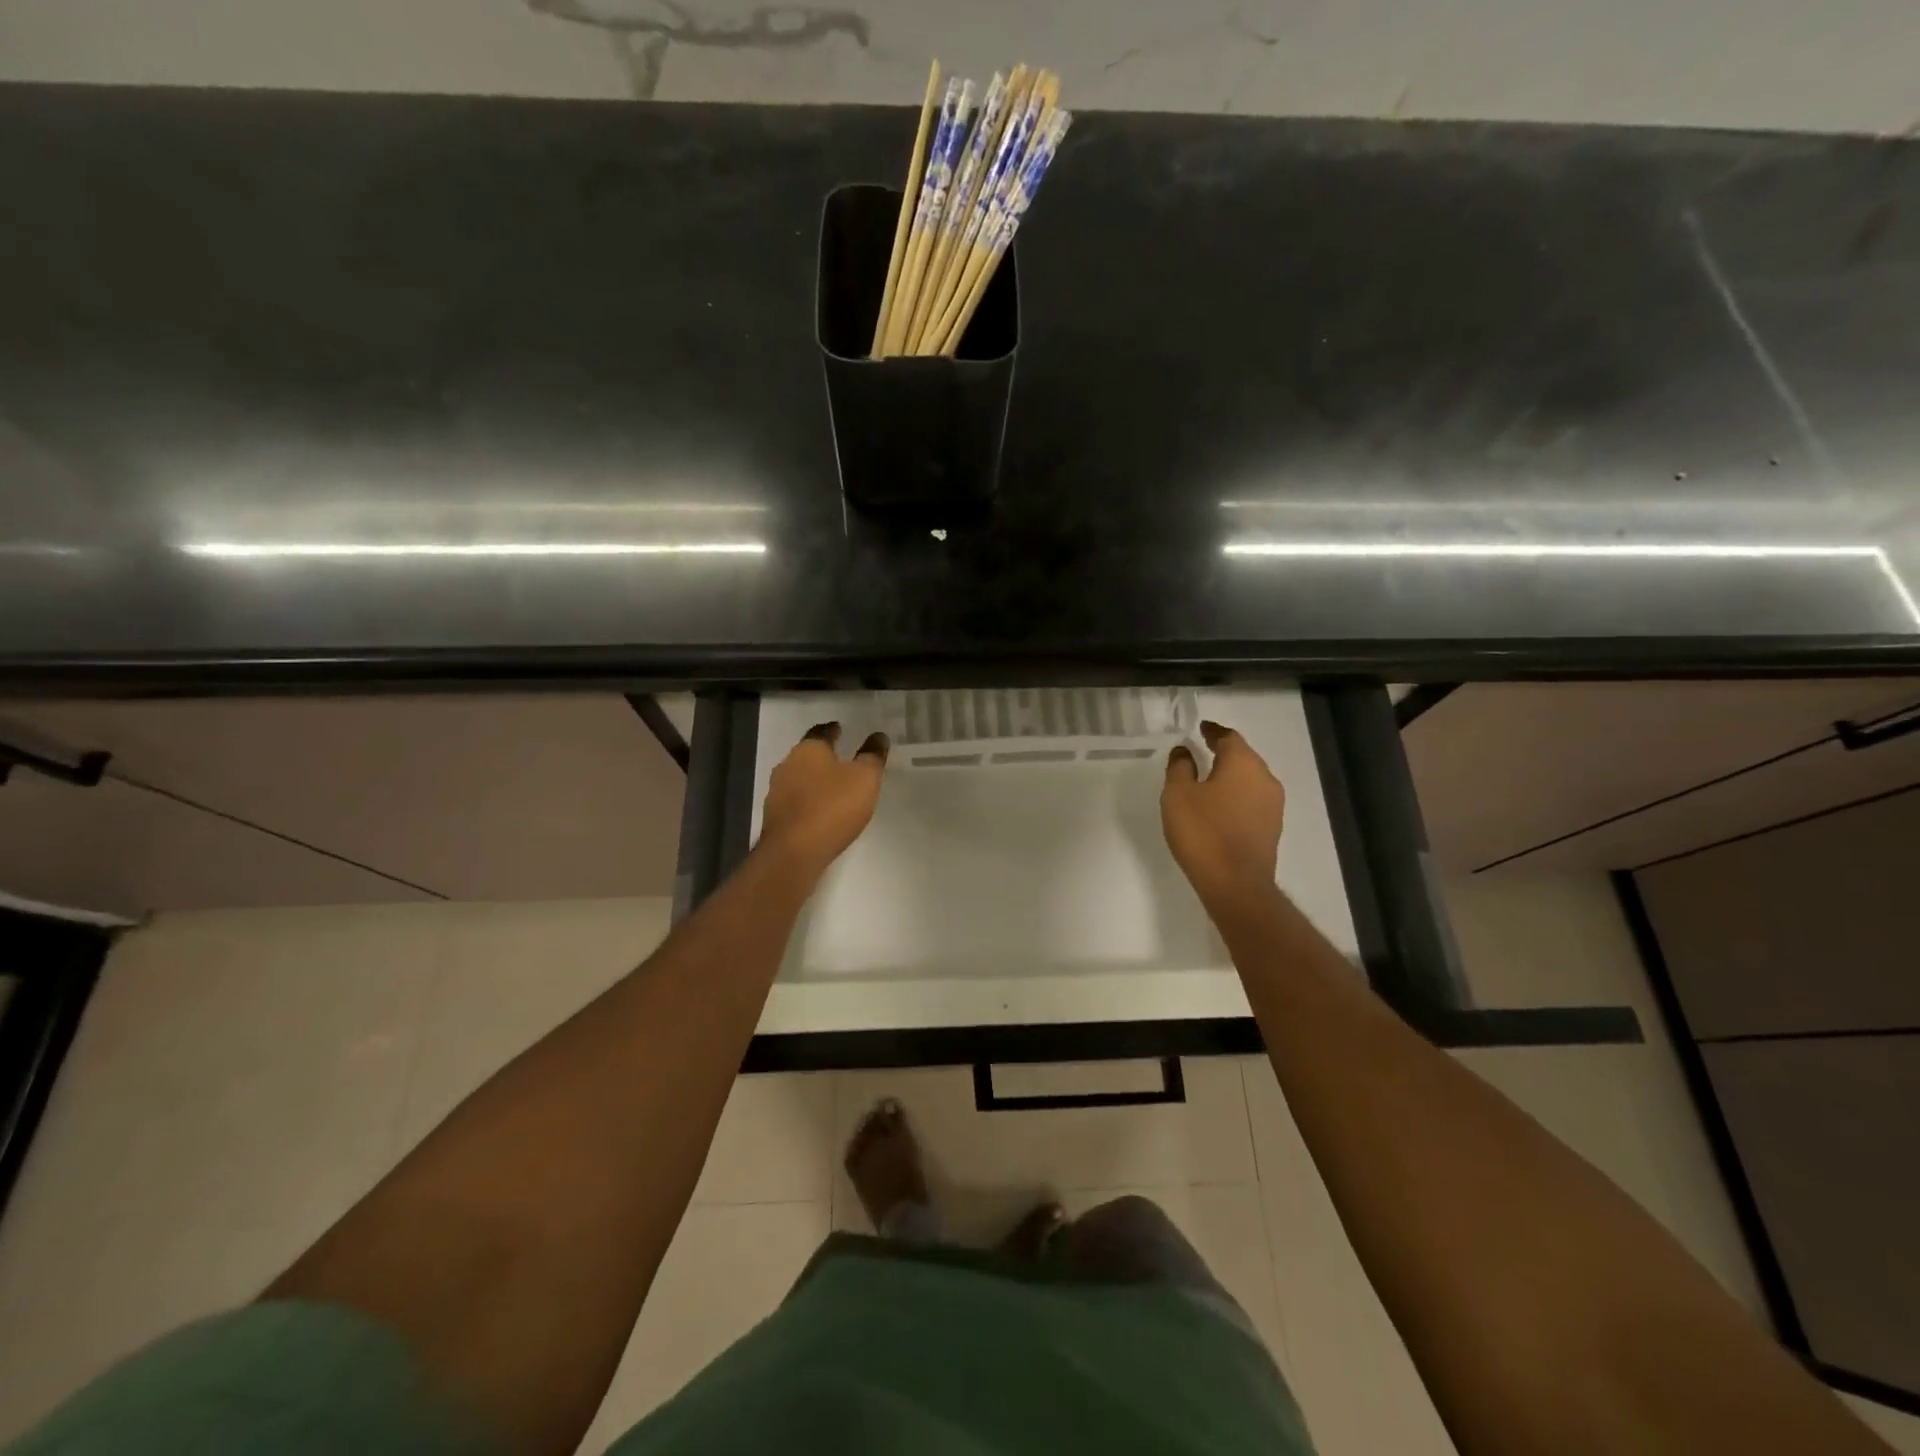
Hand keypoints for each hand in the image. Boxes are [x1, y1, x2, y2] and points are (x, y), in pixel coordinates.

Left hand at [759, 722, 888, 881]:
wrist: (793, 854)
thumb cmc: (832, 808)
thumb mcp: (864, 779)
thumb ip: (872, 756)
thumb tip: (878, 736)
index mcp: (808, 750)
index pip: (821, 732)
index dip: (833, 730)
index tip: (841, 729)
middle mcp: (787, 765)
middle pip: (807, 754)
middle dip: (823, 755)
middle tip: (842, 757)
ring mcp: (777, 792)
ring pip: (799, 778)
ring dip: (815, 779)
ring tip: (834, 785)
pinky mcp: (775, 817)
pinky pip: (796, 801)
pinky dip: (808, 800)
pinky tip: (820, 810)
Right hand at [1161, 721, 1285, 904]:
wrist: (1235, 884)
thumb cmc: (1203, 832)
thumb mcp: (1178, 795)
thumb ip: (1180, 767)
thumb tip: (1185, 750)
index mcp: (1243, 763)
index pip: (1229, 737)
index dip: (1213, 731)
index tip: (1200, 728)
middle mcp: (1265, 778)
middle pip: (1244, 757)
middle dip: (1224, 752)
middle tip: (1202, 750)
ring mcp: (1273, 805)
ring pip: (1250, 780)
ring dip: (1231, 776)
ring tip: (1208, 780)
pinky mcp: (1272, 828)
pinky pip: (1252, 801)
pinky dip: (1236, 796)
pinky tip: (1220, 807)